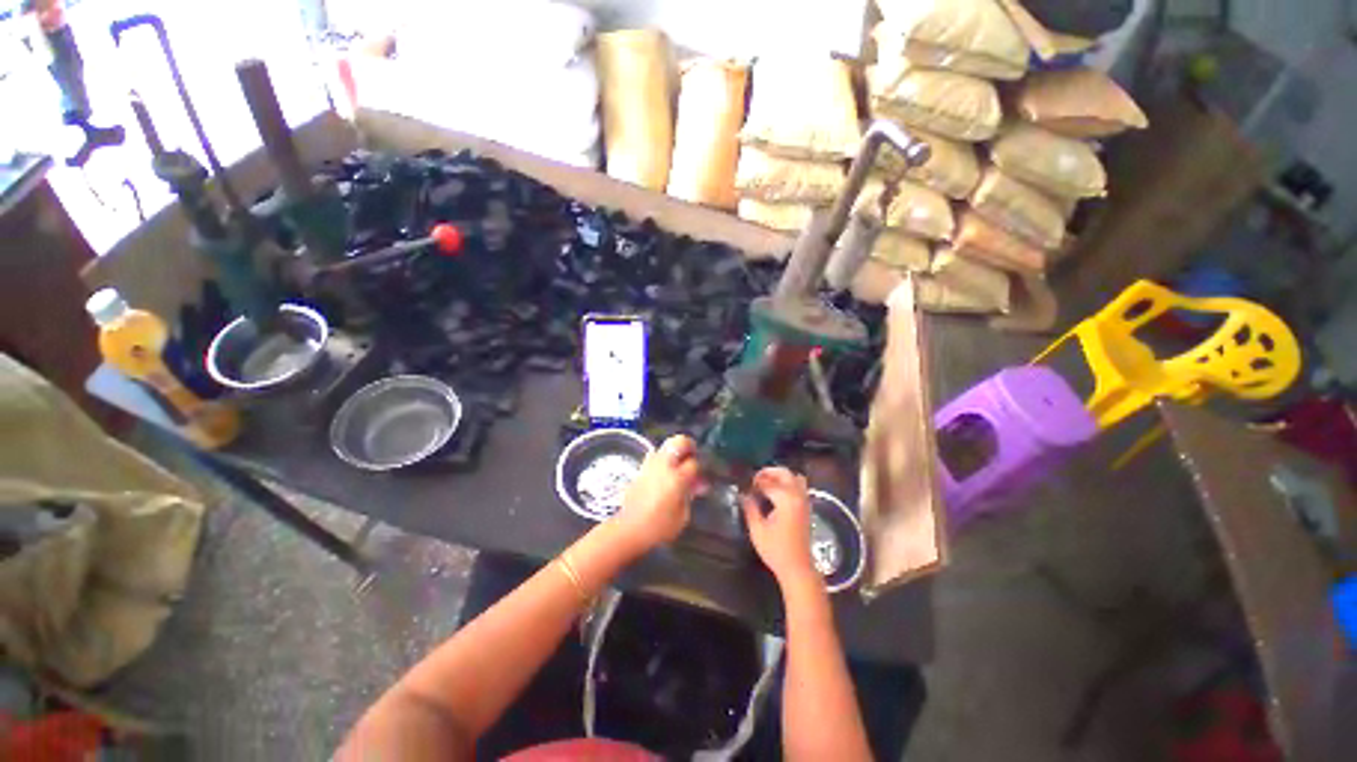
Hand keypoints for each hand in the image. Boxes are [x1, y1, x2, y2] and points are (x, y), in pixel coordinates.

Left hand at [615, 435, 702, 551]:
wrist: (628, 528)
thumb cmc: (658, 527)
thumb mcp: (682, 517)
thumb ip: (690, 497)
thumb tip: (695, 486)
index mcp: (677, 478)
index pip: (694, 463)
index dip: (700, 468)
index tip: (701, 477)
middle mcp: (664, 466)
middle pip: (679, 441)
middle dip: (689, 445)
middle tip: (692, 454)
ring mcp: (650, 465)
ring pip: (665, 445)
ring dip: (674, 451)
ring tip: (678, 464)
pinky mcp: (640, 469)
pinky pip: (655, 456)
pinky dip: (663, 459)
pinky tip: (665, 472)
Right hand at [742, 467, 817, 586]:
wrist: (798, 568)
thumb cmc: (776, 550)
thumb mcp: (757, 529)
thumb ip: (750, 507)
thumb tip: (743, 494)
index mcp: (785, 499)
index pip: (767, 482)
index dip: (754, 482)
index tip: (744, 486)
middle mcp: (798, 495)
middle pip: (784, 473)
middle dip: (768, 473)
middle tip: (754, 480)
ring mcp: (804, 500)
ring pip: (794, 477)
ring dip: (780, 477)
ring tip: (766, 484)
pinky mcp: (806, 507)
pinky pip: (799, 486)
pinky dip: (788, 483)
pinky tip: (776, 493)